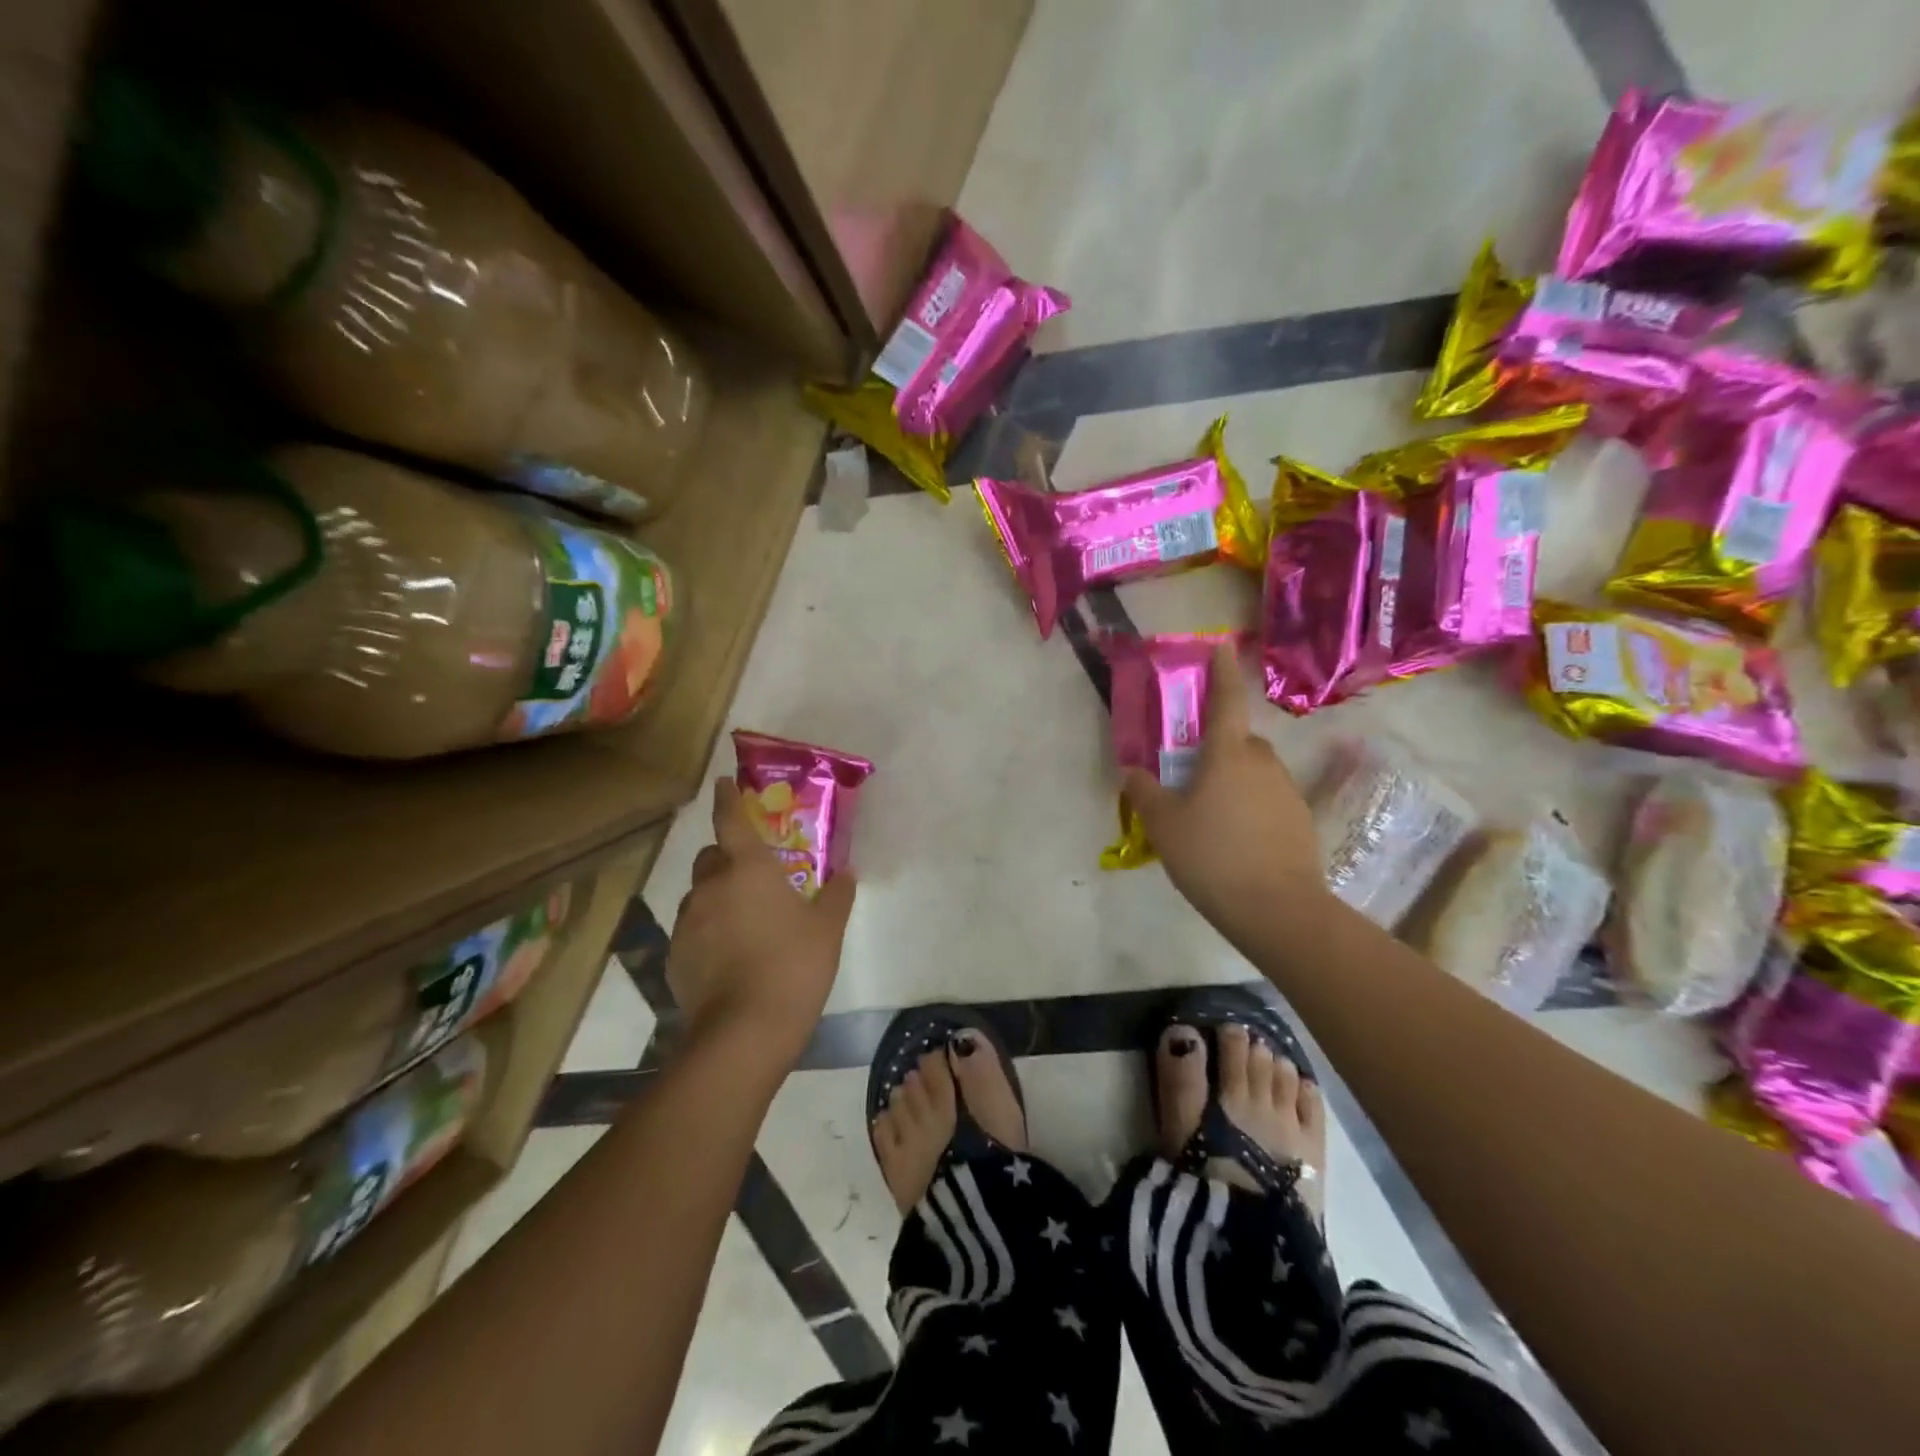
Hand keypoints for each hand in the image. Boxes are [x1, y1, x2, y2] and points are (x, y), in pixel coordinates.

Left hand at [667, 779, 856, 1064]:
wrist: (744, 1031)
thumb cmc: (794, 966)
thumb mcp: (827, 929)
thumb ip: (837, 895)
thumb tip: (848, 871)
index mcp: (748, 869)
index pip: (730, 819)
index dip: (726, 798)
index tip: (722, 782)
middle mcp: (711, 886)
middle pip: (711, 857)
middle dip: (727, 857)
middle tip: (752, 875)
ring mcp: (688, 922)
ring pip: (699, 894)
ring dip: (717, 896)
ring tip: (743, 922)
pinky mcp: (675, 955)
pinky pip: (692, 930)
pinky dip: (708, 931)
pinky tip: (729, 957)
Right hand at [1120, 644, 1328, 943]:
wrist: (1275, 908)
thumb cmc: (1211, 854)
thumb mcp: (1163, 824)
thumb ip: (1145, 792)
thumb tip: (1132, 771)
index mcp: (1227, 753)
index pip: (1226, 700)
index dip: (1222, 672)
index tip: (1221, 647)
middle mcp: (1261, 762)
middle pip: (1238, 741)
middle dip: (1218, 747)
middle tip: (1192, 775)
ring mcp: (1286, 790)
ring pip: (1254, 771)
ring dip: (1234, 779)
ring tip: (1210, 816)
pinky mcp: (1300, 819)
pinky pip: (1268, 799)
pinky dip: (1251, 806)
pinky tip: (1235, 839)